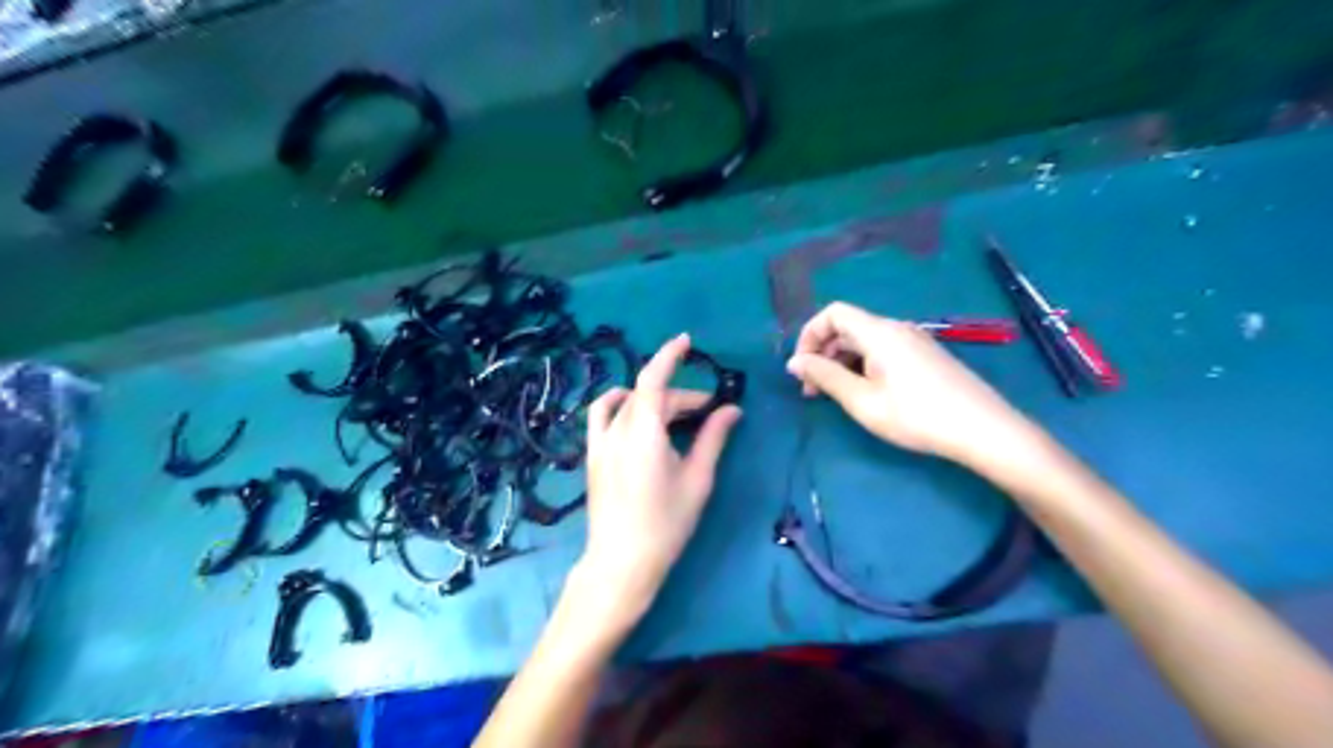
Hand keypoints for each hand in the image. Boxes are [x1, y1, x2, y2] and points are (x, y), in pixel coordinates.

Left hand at [579, 336, 744, 626]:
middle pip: (648, 395)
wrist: (621, 561)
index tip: (687, 341)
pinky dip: (621, 404)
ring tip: (677, 415)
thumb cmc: (666, 523)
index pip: (654, 379)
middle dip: (680, 397)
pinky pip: (603, 415)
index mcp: (644, 432)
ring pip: (629, 404)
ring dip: (654, 400)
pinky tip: (635, 413)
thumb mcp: (697, 479)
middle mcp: (617, 429)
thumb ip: (713, 438)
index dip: (669, 355)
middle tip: (710, 413)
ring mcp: (600, 442)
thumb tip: (733, 409)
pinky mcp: (593, 455)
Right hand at [783, 299, 1035, 464]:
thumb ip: (825, 377)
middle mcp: (896, 328)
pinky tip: (867, 394)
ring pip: (864, 341)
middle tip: (813, 392)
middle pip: (847, 328)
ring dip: (842, 363)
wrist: (983, 429)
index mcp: (879, 332)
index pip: (832, 313)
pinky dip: (863, 366)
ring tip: (837, 397)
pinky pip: (883, 351)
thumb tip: (794, 363)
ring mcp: (914, 340)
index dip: (809, 335)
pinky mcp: (925, 356)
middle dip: (823, 354)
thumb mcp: (863, 401)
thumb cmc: (917, 416)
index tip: (801, 369)